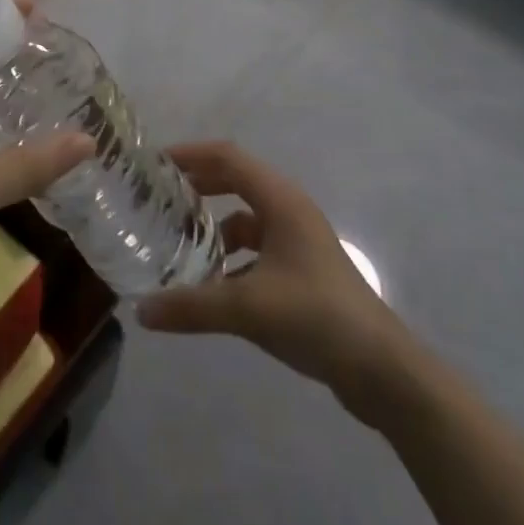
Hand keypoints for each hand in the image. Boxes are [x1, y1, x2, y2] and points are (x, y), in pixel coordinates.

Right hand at [137, 141, 407, 409]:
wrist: (382, 369)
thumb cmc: (316, 316)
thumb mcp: (248, 308)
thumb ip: (192, 306)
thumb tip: (141, 310)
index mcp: (280, 199)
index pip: (227, 158)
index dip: (190, 155)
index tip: (154, 165)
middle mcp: (289, 210)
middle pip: (235, 181)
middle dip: (198, 187)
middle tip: (159, 200)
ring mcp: (298, 240)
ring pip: (245, 219)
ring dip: (214, 228)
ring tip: (178, 247)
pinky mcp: (302, 270)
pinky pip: (257, 250)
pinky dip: (231, 260)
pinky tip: (211, 288)